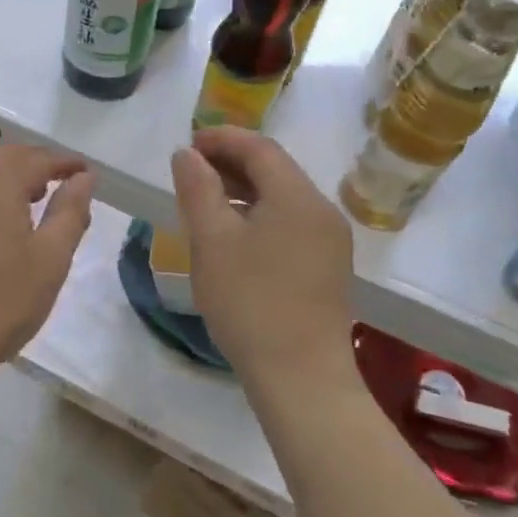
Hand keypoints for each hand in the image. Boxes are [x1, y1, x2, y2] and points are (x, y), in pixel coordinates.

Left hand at [0, 146, 93, 391]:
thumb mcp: (50, 261)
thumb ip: (69, 212)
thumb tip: (83, 177)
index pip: (36, 158)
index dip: (64, 162)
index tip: (84, 172)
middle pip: (0, 161)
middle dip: (31, 166)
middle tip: (55, 185)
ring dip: (2, 185)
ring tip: (23, 210)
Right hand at [170, 127, 357, 400]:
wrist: (301, 377)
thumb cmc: (250, 302)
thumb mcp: (211, 241)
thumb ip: (198, 189)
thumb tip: (187, 154)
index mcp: (298, 197)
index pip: (260, 147)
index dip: (222, 139)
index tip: (187, 145)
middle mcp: (322, 211)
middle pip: (275, 169)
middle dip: (231, 162)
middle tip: (190, 172)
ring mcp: (330, 242)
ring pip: (283, 198)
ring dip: (244, 190)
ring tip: (205, 202)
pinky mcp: (328, 268)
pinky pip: (290, 223)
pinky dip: (259, 215)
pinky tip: (234, 237)